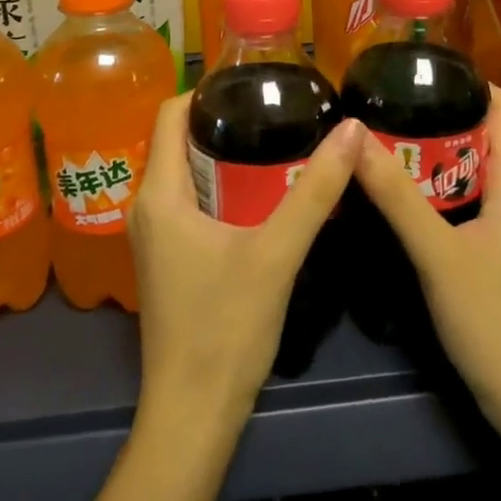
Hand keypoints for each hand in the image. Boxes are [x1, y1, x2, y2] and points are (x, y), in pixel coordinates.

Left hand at [130, 94, 363, 431]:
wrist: (192, 416)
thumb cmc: (226, 328)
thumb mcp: (277, 252)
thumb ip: (316, 190)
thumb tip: (352, 129)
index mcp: (160, 194)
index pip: (170, 114)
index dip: (208, 90)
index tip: (255, 84)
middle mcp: (148, 207)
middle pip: (181, 141)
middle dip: (226, 120)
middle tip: (279, 110)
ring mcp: (155, 237)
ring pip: (188, 174)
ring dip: (227, 155)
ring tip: (278, 142)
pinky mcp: (168, 259)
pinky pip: (192, 202)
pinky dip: (223, 187)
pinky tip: (263, 194)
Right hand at [351, 87, 500, 435]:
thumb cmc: (496, 322)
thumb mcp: (437, 254)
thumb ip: (395, 195)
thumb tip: (353, 136)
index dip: (469, 82)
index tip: (418, 72)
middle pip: (488, 137)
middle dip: (440, 119)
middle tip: (386, 108)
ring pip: (479, 173)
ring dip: (439, 157)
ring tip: (388, 144)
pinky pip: (477, 203)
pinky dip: (445, 191)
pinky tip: (408, 200)